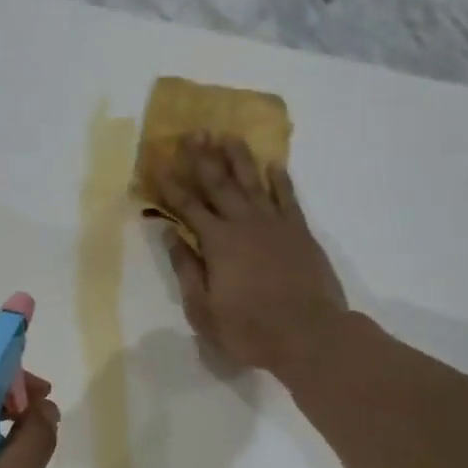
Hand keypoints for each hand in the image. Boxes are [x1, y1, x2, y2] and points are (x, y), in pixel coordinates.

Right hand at [154, 134, 349, 381]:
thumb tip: (172, 236)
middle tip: (192, 132)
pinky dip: (280, 178)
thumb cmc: (249, 330)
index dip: (171, 185)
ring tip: (227, 134)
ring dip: (238, 157)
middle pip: (219, 183)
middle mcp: (244, 224)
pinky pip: (288, 197)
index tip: (158, 163)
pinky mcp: (300, 232)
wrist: (309, 335)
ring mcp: (276, 225)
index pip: (187, 207)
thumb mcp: (203, 310)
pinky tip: (273, 164)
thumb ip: (187, 270)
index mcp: (217, 243)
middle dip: (202, 157)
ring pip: (254, 181)